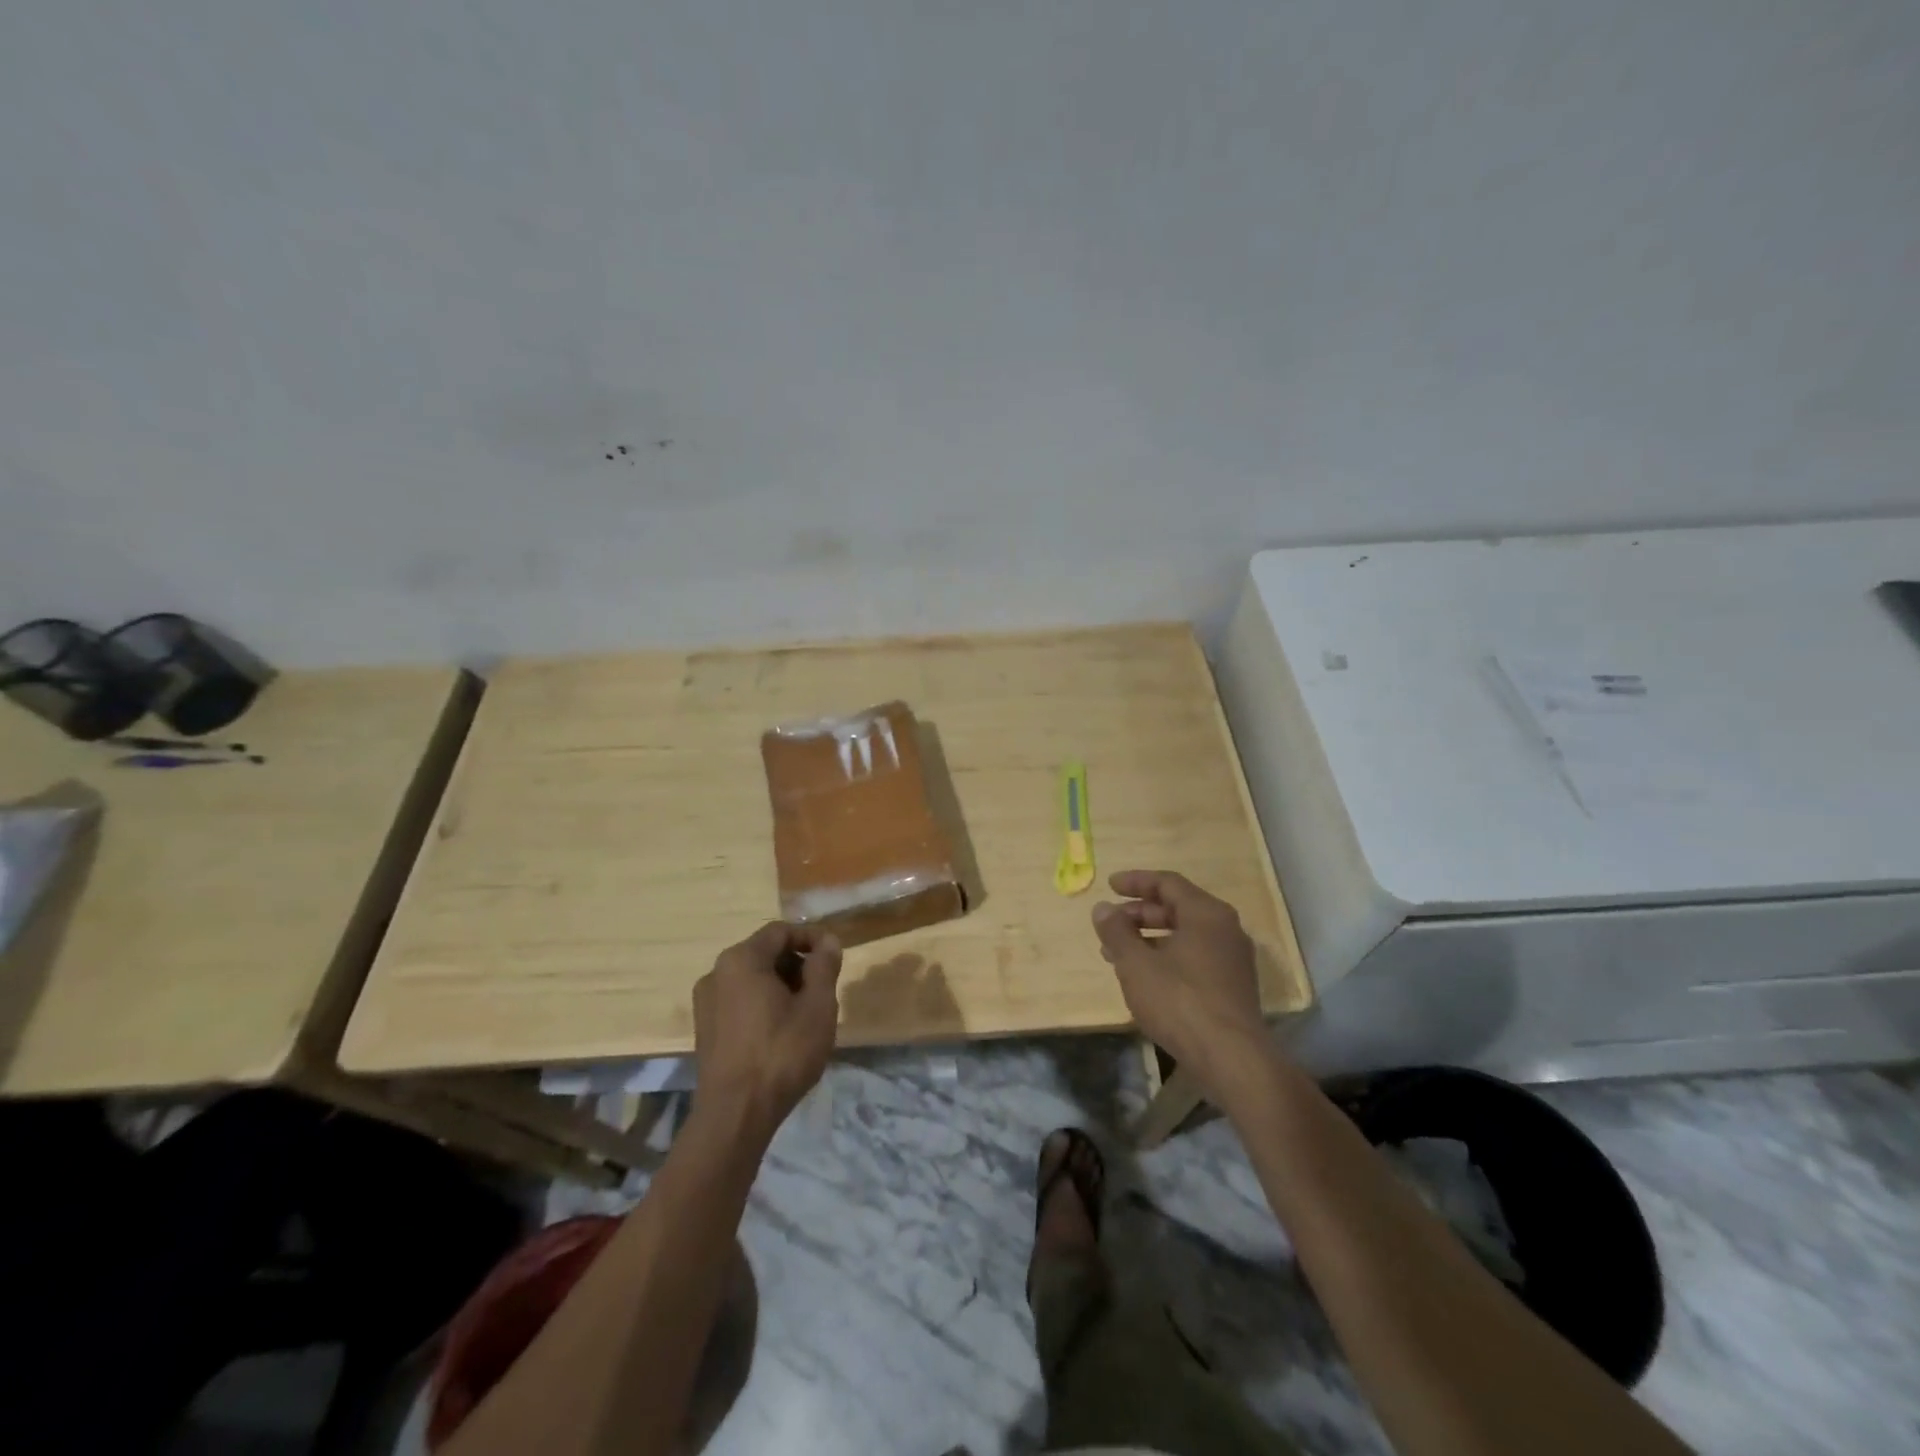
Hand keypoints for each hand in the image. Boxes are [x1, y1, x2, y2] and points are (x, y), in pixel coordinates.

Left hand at [692, 922, 842, 1141]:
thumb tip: (828, 941)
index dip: (810, 936)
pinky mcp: (705, 1030)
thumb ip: (824, 966)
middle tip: (824, 986)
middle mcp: (716, 973)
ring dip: (782, 984)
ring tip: (807, 1010)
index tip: (834, 953)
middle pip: (764, 953)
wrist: (735, 1116)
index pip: (780, 931)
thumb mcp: (817, 1006)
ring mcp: (705, 1003)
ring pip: (751, 979)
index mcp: (741, 960)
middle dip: (797, 963)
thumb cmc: (782, 1053)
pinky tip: (782, 1030)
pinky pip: (739, 1001)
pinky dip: (763, 1003)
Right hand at [1092, 870, 1274, 1105]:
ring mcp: (1232, 960)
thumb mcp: (1136, 964)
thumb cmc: (1180, 1001)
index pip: (1168, 883)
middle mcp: (1225, 929)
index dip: (1136, 882)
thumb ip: (1117, 932)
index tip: (1109, 886)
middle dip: (1139, 913)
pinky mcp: (1232, 987)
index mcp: (1206, 913)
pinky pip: (1194, 958)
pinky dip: (1166, 958)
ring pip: (1184, 936)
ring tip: (1117, 954)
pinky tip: (1144, 978)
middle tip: (1111, 923)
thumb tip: (1103, 909)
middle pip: (1178, 908)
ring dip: (1149, 939)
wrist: (1232, 1059)